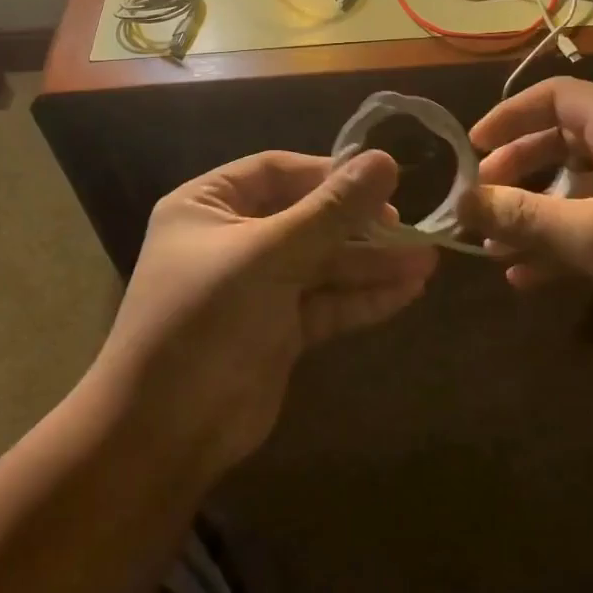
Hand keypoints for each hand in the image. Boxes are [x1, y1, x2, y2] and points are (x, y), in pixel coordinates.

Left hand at [92, 150, 436, 478]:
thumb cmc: (206, 320)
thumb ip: (330, 211)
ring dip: (370, 263)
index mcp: (209, 205)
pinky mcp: (278, 330)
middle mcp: (232, 239)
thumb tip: (385, 159)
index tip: (382, 178)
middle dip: (358, 224)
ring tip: (427, 260)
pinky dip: (362, 297)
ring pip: (321, 264)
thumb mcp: (269, 255)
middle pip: (305, 218)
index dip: (329, 173)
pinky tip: (408, 290)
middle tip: (409, 225)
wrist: (165, 433)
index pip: (277, 171)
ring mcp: (256, 287)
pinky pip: (325, 302)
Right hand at [458, 78, 592, 363]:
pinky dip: (563, 241)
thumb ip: (523, 215)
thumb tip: (462, 201)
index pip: (555, 97)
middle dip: (516, 170)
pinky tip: (528, 277)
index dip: (508, 116)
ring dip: (534, 213)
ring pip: (576, 186)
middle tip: (480, 201)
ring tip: (493, 246)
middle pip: (561, 140)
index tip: (471, 149)